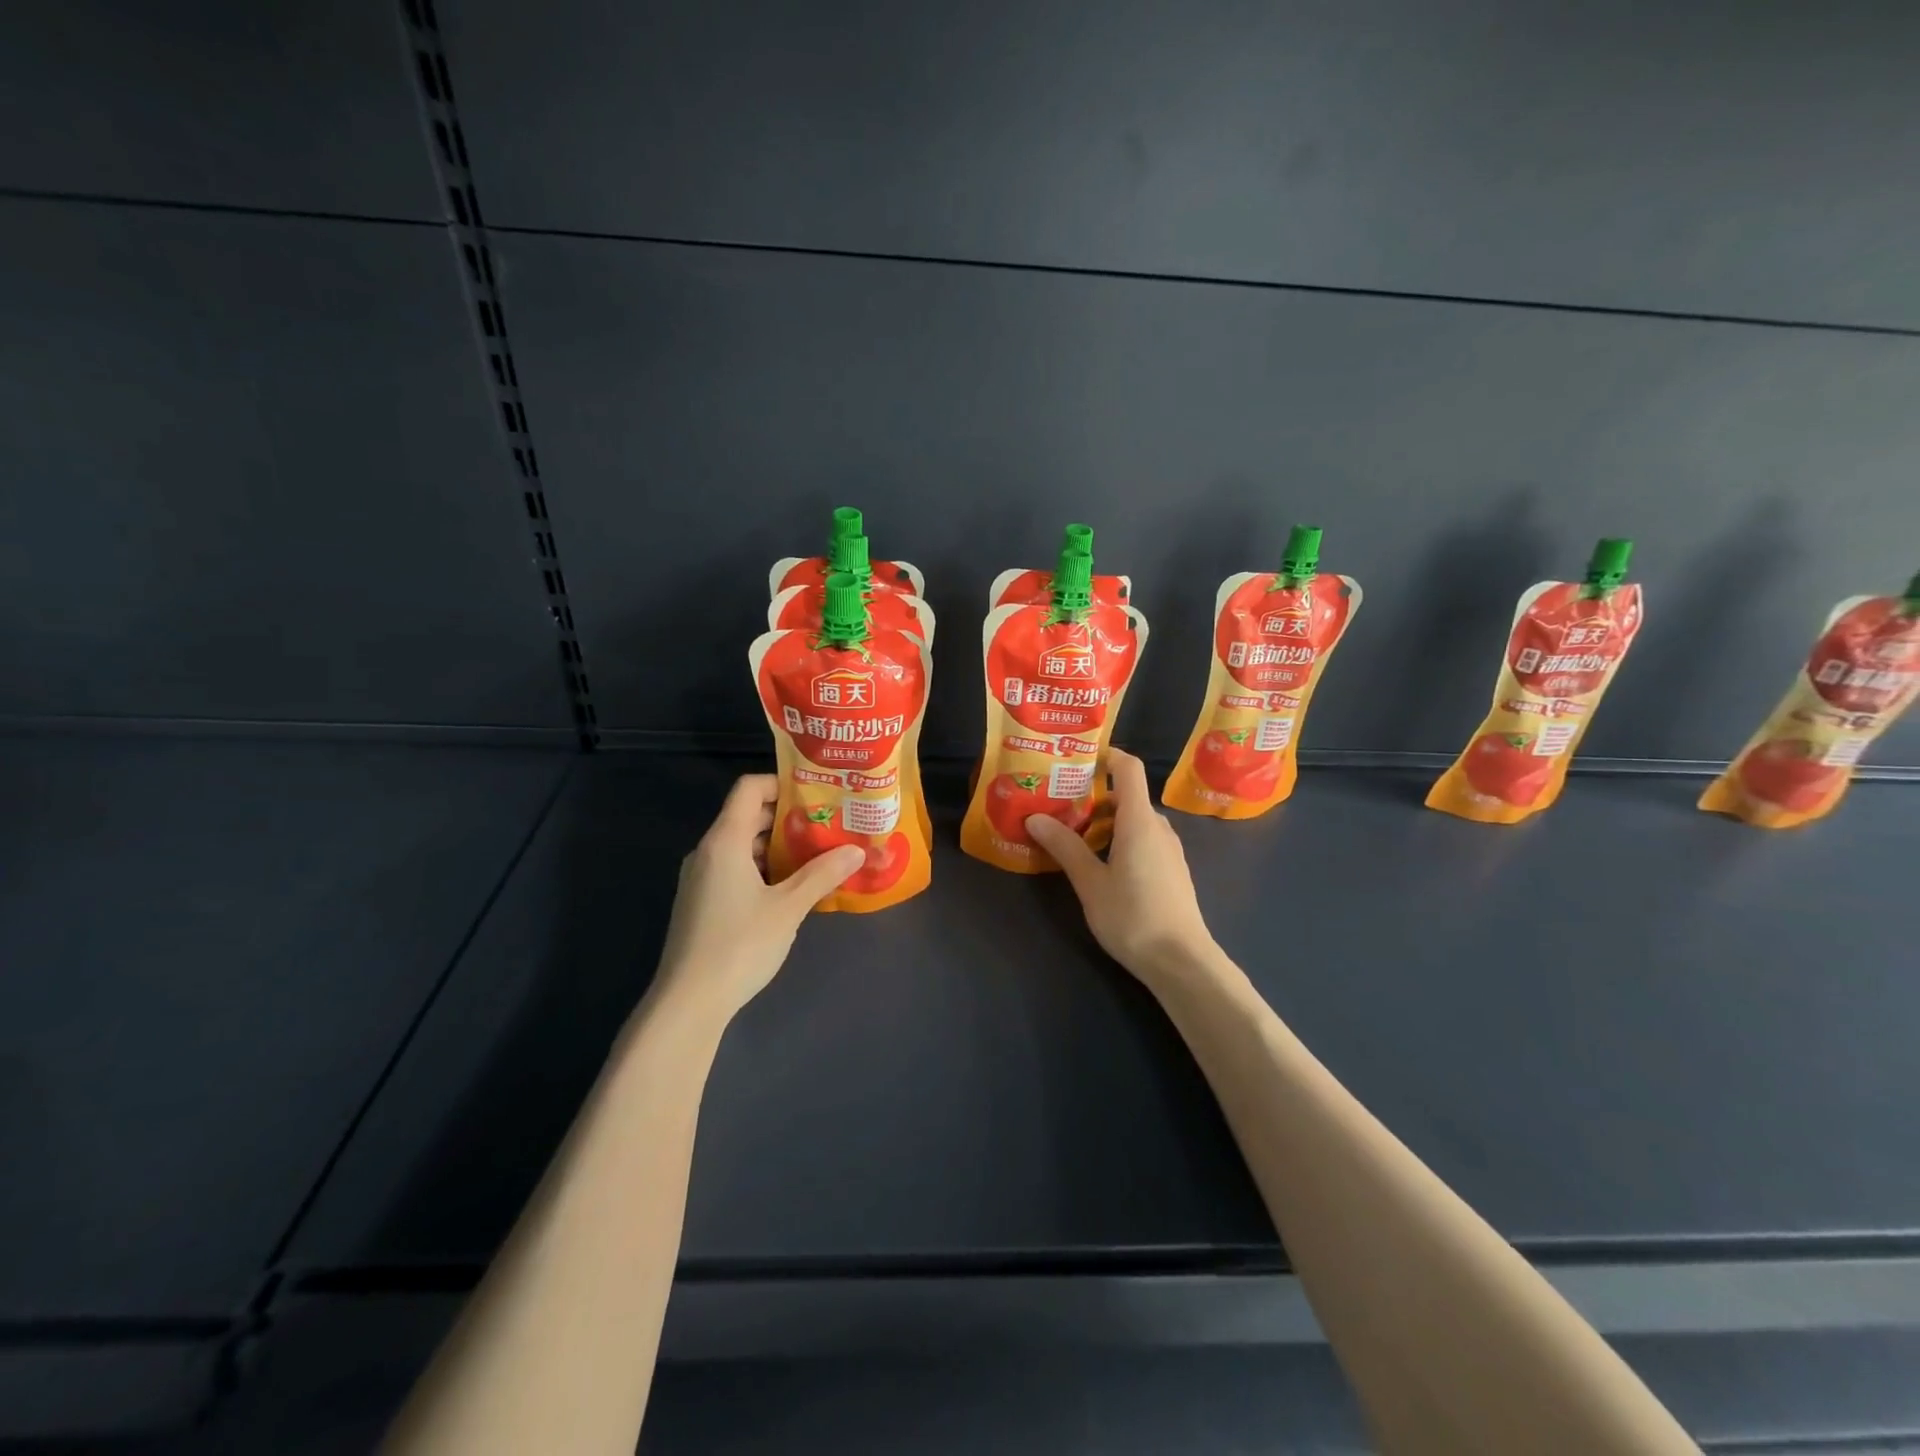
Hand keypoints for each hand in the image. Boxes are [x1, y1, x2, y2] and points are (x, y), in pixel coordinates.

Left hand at [650, 775, 863, 1025]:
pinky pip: (735, 868)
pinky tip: (791, 887)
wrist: (688, 1002)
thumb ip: (822, 874)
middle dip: (788, 817)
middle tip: (828, 823)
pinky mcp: (702, 902)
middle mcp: (708, 851)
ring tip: (818, 853)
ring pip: (743, 844)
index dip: (781, 783)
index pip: (749, 788)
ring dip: (778, 845)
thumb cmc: (739, 945)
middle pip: (747, 815)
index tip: (817, 793)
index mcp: (725, 841)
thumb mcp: (789, 908)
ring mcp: (701, 878)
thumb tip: (857, 850)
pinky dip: (763, 867)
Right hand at [1027, 748, 1218, 985]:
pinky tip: (1099, 862)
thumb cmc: (1132, 916)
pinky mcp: (1171, 870)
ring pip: (1135, 821)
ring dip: (1105, 821)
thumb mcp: (1090, 883)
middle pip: (1127, 795)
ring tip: (1071, 835)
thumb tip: (1035, 818)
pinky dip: (1120, 839)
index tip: (1076, 758)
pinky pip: (1143, 840)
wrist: (1181, 962)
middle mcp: (1158, 827)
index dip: (1107, 755)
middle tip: (1058, 804)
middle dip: (1093, 796)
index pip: (1129, 768)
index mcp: (1139, 821)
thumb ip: (1065, 847)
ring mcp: (1169, 850)